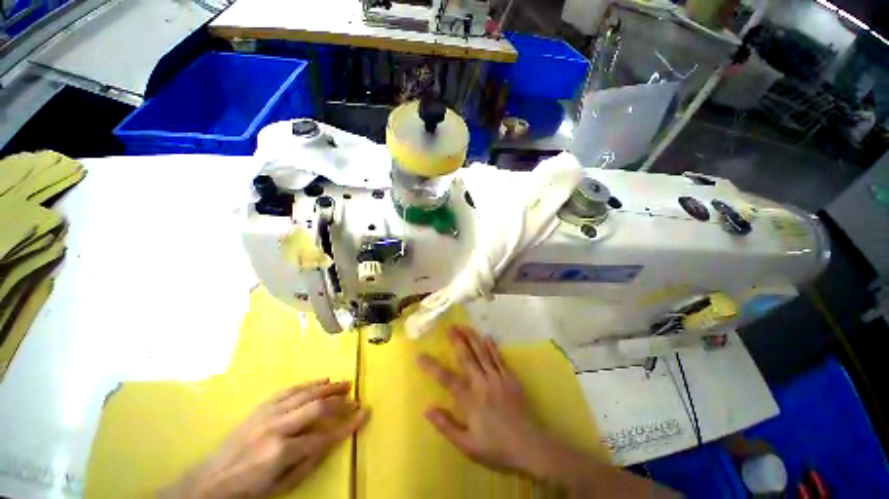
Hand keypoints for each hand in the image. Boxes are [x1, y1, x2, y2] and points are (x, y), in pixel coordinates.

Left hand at [163, 379, 368, 498]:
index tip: (364, 415)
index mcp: (282, 451)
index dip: (348, 425)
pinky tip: (321, 380)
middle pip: (317, 407)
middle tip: (355, 397)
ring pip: (305, 393)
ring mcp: (267, 414)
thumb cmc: (249, 491)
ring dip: (328, 387)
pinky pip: (289, 390)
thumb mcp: (282, 487)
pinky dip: (308, 384)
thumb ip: (309, 463)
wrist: (209, 482)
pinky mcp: (261, 408)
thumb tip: (331, 442)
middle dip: (340, 401)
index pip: (324, 436)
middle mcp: (277, 427)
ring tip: (344, 383)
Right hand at [416, 326, 554, 474]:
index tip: (420, 356)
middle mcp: (481, 383)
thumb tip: (427, 409)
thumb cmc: (497, 448)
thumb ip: (446, 426)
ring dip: (472, 338)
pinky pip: (498, 358)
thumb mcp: (467, 445)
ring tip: (464, 326)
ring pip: (482, 353)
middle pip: (466, 357)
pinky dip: (492, 346)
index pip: (446, 378)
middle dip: (457, 340)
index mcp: (469, 400)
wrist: (530, 446)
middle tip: (449, 327)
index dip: (432, 366)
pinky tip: (487, 337)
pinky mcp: (510, 377)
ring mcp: (497, 378)